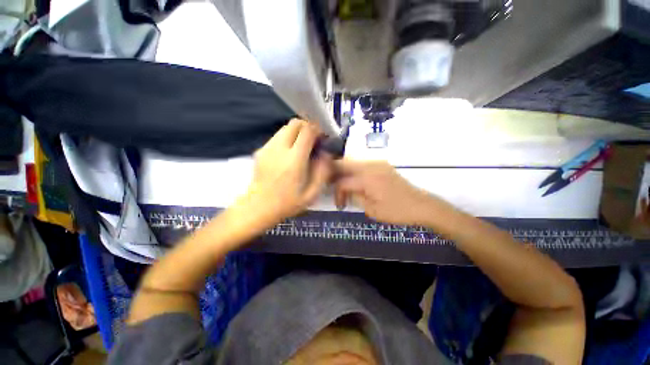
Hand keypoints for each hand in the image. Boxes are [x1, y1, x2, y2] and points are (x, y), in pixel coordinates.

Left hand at [237, 119, 332, 227]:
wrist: (258, 208)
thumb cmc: (287, 203)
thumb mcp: (312, 193)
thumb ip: (322, 172)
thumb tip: (326, 154)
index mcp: (294, 160)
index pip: (307, 131)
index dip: (318, 130)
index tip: (322, 138)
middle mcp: (279, 149)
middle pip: (295, 123)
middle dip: (307, 127)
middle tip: (314, 141)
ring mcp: (267, 148)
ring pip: (285, 128)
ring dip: (297, 133)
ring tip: (302, 148)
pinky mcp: (261, 150)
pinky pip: (277, 137)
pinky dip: (287, 139)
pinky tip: (289, 154)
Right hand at [334, 160, 438, 225]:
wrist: (421, 205)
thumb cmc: (396, 211)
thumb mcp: (372, 210)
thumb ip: (355, 197)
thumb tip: (346, 192)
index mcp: (366, 179)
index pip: (342, 182)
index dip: (337, 193)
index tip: (340, 204)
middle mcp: (370, 166)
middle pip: (343, 163)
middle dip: (334, 174)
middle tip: (333, 187)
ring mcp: (377, 163)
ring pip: (352, 161)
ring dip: (344, 171)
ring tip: (343, 185)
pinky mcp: (382, 165)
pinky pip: (362, 163)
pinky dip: (354, 170)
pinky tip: (355, 180)